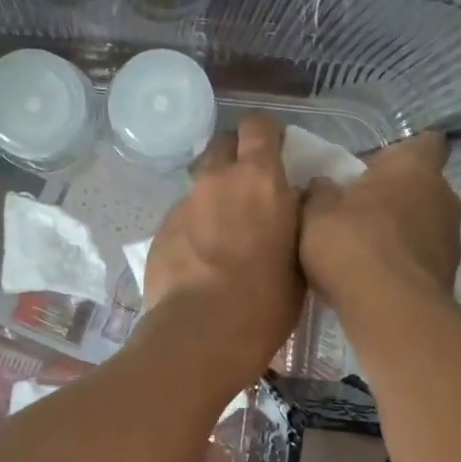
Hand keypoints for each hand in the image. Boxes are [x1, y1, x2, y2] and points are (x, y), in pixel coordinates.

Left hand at [144, 113, 303, 385]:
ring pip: (200, 183)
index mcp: (260, 180)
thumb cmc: (264, 302)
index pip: (259, 126)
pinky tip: (200, 260)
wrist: (199, 335)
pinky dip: (194, 227)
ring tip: (223, 233)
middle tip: (248, 189)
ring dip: (214, 196)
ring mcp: (184, 204)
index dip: (266, 134)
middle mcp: (217, 180)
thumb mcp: (300, 260)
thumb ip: (296, 220)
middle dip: (235, 157)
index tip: (275, 153)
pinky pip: (182, 216)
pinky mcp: (160, 230)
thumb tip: (295, 202)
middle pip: (222, 144)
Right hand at [300, 132, 460, 320]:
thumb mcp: (315, 214)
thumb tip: (323, 185)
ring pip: (425, 224)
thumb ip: (319, 193)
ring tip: (365, 252)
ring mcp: (452, 238)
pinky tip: (376, 280)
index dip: (400, 154)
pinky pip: (423, 259)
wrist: (391, 311)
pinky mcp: (450, 276)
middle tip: (359, 213)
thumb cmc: (353, 245)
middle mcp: (444, 196)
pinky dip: (404, 264)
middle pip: (422, 186)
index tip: (373, 170)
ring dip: (401, 233)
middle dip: (395, 197)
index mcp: (415, 168)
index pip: (425, 142)